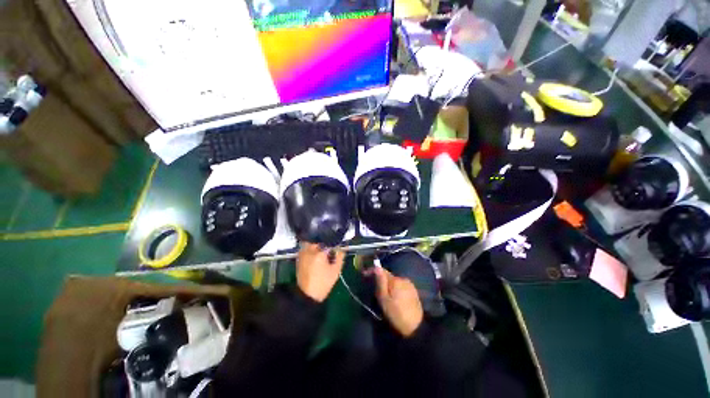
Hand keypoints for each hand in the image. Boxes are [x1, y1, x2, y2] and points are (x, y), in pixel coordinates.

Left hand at [296, 243, 343, 302]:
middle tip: (330, 250)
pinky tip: (316, 257)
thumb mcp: (336, 270)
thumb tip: (340, 249)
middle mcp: (310, 250)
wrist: (307, 295)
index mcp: (319, 252)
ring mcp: (303, 253)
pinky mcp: (299, 257)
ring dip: (318, 245)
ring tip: (322, 253)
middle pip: (320, 240)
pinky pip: (307, 248)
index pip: (330, 242)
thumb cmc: (323, 283)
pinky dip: (312, 249)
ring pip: (312, 242)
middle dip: (325, 243)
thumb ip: (340, 256)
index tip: (337, 249)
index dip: (334, 245)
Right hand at [372, 267, 423, 336]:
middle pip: (388, 276)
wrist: (416, 327)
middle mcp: (403, 278)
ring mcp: (409, 284)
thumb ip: (380, 282)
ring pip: (394, 281)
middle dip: (381, 280)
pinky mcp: (413, 290)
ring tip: (385, 296)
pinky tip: (395, 298)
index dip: (372, 271)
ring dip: (389, 285)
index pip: (382, 270)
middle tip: (375, 290)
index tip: (364, 274)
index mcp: (395, 280)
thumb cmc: (397, 314)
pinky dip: (395, 289)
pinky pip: (401, 286)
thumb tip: (376, 267)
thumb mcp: (384, 300)